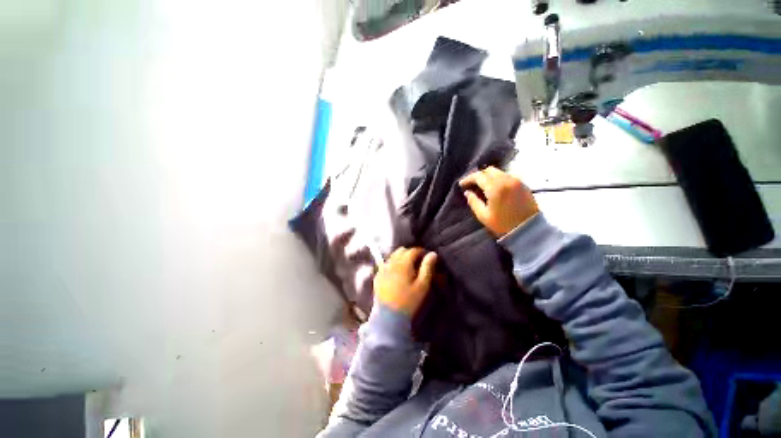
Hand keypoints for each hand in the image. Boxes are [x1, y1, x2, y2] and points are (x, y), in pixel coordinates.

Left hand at [374, 247, 436, 315]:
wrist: (389, 317)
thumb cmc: (409, 301)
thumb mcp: (422, 285)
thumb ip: (427, 268)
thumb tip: (433, 254)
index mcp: (403, 263)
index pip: (413, 250)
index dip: (421, 251)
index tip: (426, 257)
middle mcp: (391, 263)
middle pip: (401, 251)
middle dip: (410, 253)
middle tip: (417, 261)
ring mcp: (383, 269)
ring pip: (392, 256)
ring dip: (401, 257)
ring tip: (407, 266)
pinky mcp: (377, 276)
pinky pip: (385, 264)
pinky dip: (392, 264)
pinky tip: (396, 273)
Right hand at [459, 166, 538, 236]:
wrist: (529, 229)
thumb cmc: (503, 224)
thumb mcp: (483, 215)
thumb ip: (473, 202)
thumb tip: (467, 192)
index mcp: (495, 188)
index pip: (479, 176)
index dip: (468, 179)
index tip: (462, 184)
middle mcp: (506, 180)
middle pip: (489, 170)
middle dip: (479, 176)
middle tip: (472, 184)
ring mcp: (516, 181)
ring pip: (499, 172)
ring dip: (488, 177)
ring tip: (482, 186)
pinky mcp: (523, 184)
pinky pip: (507, 176)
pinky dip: (498, 179)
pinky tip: (495, 188)